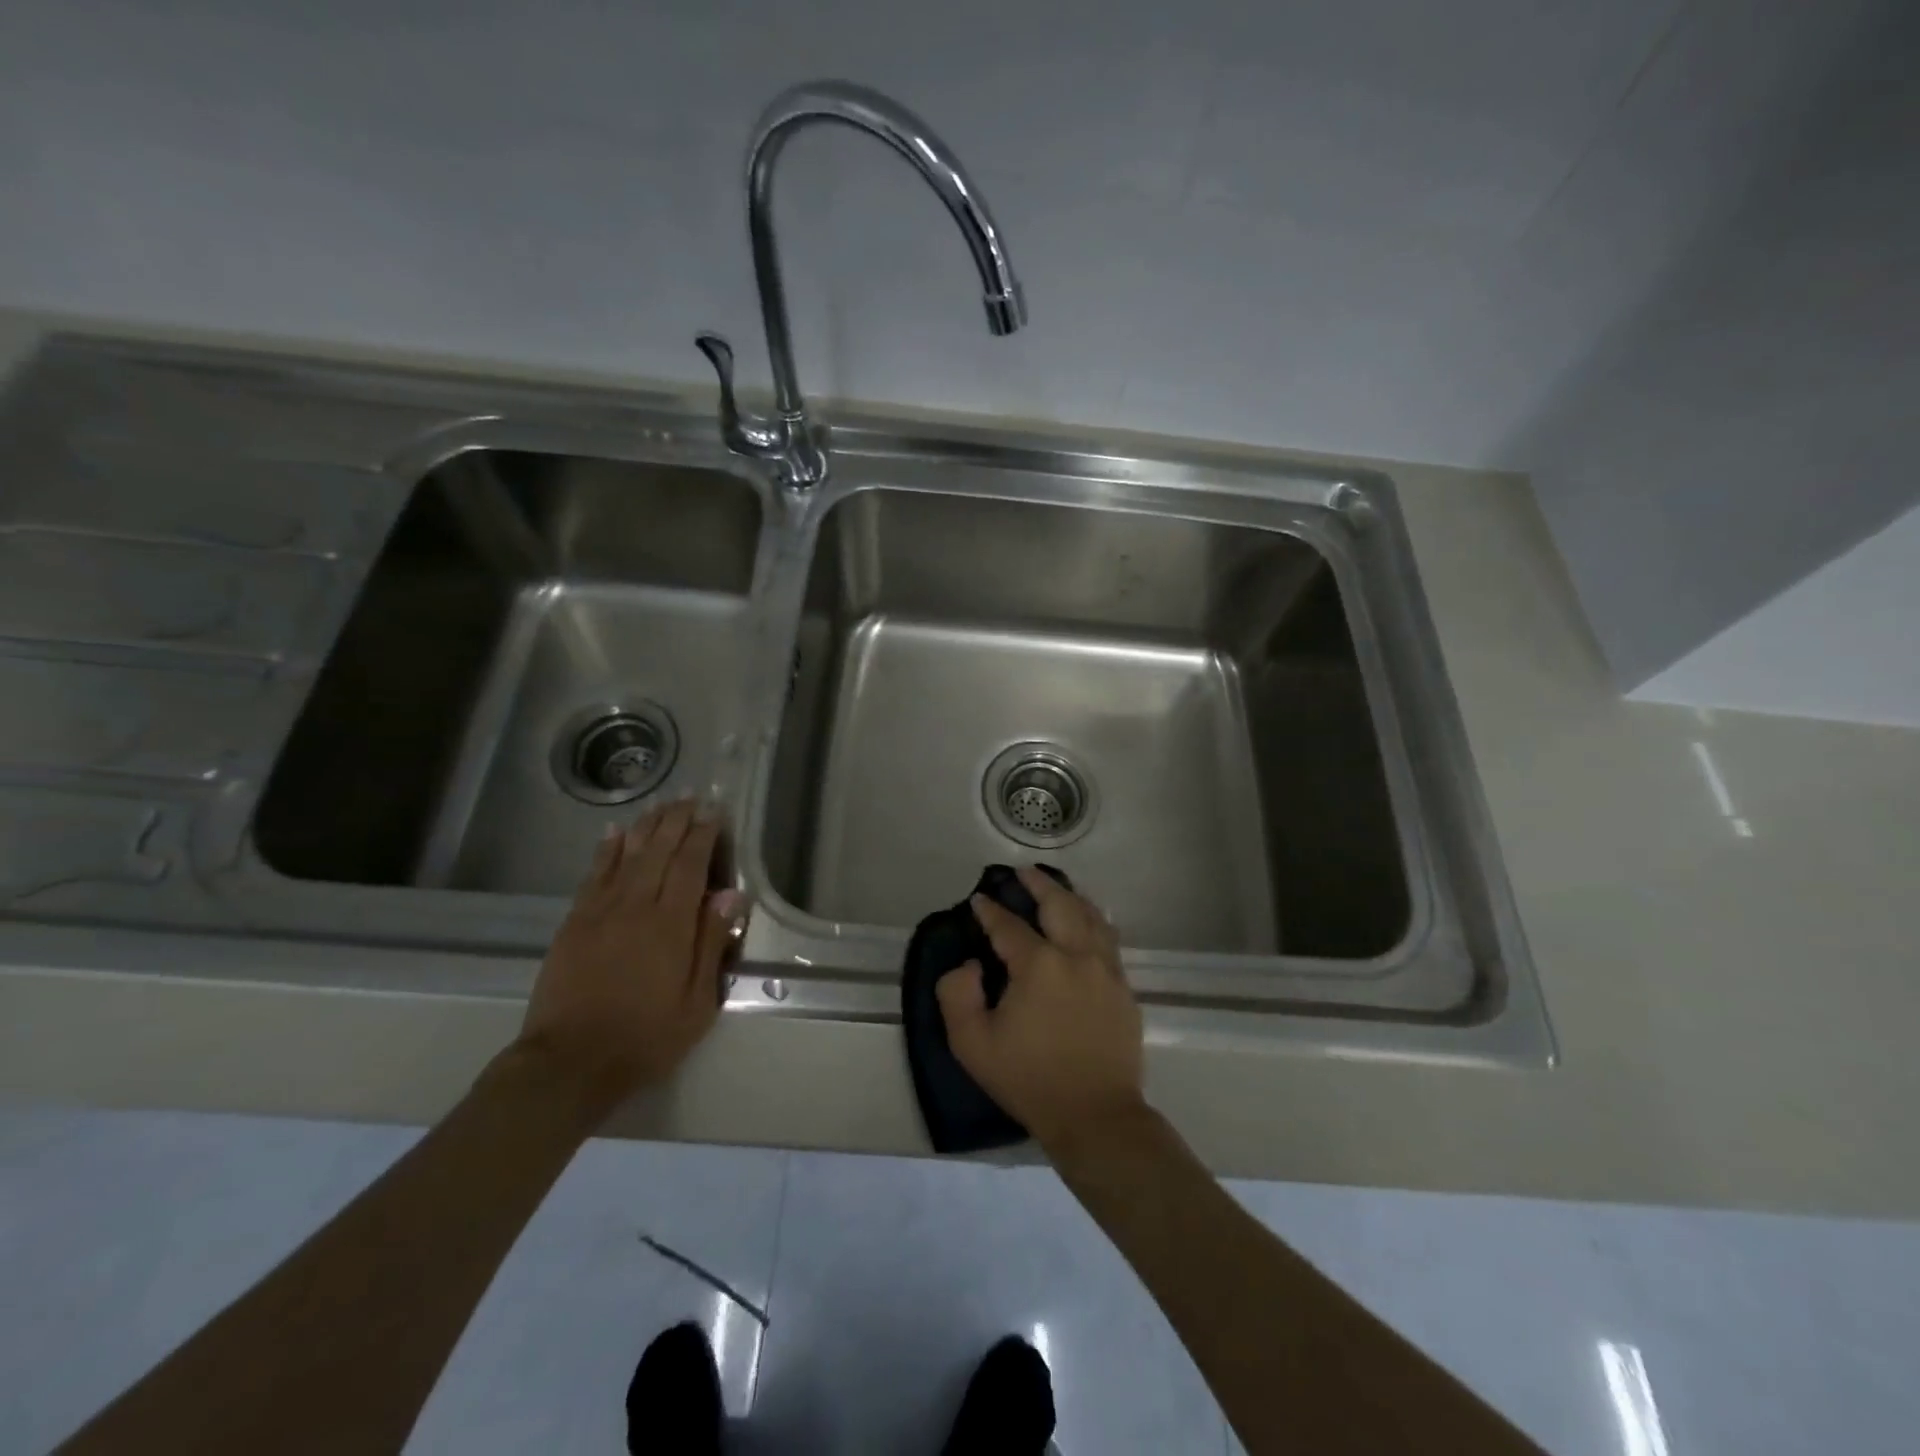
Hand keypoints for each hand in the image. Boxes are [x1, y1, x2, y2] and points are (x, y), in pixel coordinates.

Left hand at [518, 798, 747, 1111]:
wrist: (569, 1062)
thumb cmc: (645, 1037)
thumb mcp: (696, 1002)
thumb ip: (711, 944)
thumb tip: (730, 895)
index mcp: (670, 925)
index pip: (690, 866)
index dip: (703, 836)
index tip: (713, 812)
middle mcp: (635, 906)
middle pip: (658, 851)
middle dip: (676, 821)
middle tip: (690, 797)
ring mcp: (600, 911)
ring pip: (627, 855)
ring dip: (645, 826)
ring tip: (661, 804)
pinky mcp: (574, 922)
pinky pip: (593, 874)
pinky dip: (605, 850)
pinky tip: (614, 832)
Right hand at [935, 865, 1146, 1152]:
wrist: (1095, 1116)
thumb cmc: (1029, 1080)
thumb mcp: (972, 1044)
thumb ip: (956, 995)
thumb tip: (971, 965)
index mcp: (1038, 965)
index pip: (1008, 926)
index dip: (990, 911)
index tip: (978, 900)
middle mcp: (1076, 955)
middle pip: (1059, 903)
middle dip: (1038, 884)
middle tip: (1022, 872)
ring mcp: (1106, 969)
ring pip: (1090, 915)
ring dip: (1070, 895)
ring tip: (1056, 887)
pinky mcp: (1124, 987)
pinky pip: (1109, 938)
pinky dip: (1093, 919)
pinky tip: (1087, 920)